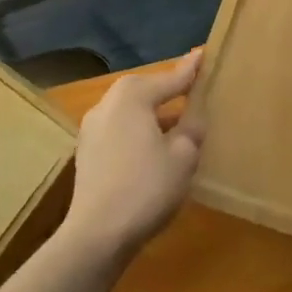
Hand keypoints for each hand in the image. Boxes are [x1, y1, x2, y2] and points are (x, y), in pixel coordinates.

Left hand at [62, 50, 205, 260]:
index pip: (171, 77)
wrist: (95, 237)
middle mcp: (108, 103)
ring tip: (177, 124)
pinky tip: (153, 148)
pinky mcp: (86, 152)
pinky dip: (138, 132)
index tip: (204, 53)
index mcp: (133, 95)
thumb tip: (193, 115)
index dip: (192, 69)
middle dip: (169, 91)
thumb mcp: (183, 155)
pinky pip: (120, 130)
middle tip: (193, 92)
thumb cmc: (145, 188)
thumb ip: (192, 127)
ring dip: (153, 115)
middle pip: (147, 90)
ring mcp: (92, 128)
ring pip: (132, 111)